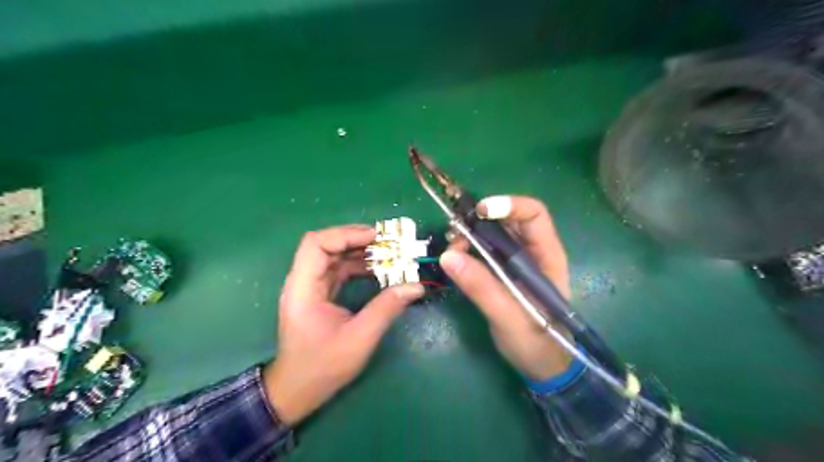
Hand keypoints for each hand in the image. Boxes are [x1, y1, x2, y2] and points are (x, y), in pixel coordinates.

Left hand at [263, 224, 420, 424]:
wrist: (297, 391)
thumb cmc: (323, 367)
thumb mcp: (359, 338)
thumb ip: (386, 308)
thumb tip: (416, 286)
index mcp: (303, 288)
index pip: (316, 244)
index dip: (345, 234)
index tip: (375, 237)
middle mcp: (302, 282)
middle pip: (326, 245)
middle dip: (357, 240)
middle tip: (387, 242)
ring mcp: (309, 288)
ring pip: (333, 257)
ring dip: (359, 252)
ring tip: (387, 253)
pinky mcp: (318, 295)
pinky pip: (338, 271)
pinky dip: (357, 266)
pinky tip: (377, 269)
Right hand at [437, 196, 574, 380]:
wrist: (542, 366)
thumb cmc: (537, 343)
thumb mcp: (510, 317)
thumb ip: (482, 288)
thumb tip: (448, 256)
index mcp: (546, 256)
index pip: (533, 214)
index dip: (508, 205)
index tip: (479, 212)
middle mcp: (531, 252)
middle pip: (506, 220)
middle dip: (479, 221)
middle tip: (454, 234)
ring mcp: (515, 262)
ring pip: (491, 234)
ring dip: (469, 235)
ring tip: (451, 250)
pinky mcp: (500, 273)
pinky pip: (482, 251)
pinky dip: (466, 250)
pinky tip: (454, 261)